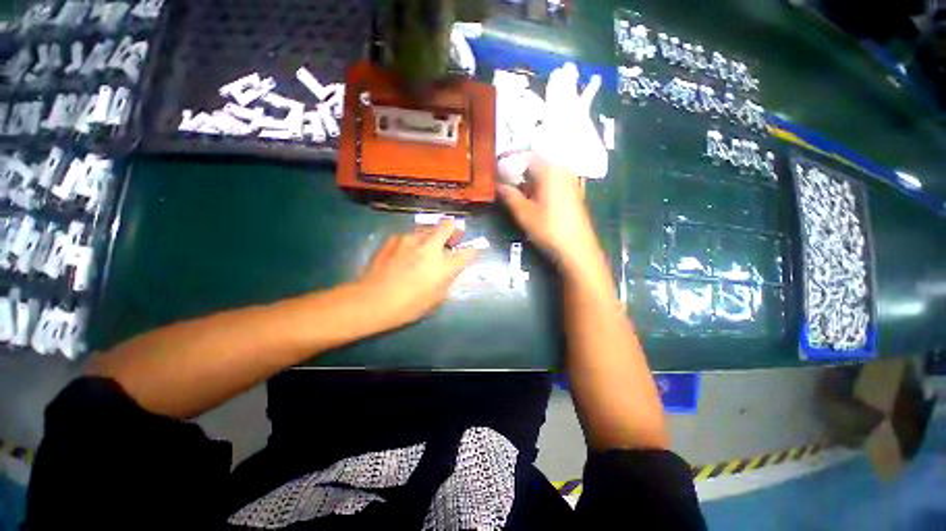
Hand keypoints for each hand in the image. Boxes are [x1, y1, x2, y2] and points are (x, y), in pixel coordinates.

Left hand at [357, 220, 477, 328]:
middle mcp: (430, 247)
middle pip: (448, 226)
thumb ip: (448, 279)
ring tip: (426, 248)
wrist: (372, 300)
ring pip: (428, 229)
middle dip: (454, 229)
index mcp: (444, 266)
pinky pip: (411, 236)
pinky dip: (414, 242)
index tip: (472, 251)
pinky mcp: (395, 238)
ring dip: (432, 236)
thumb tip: (451, 268)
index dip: (472, 251)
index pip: (468, 252)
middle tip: (453, 236)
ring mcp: (411, 240)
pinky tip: (406, 253)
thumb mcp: (436, 298)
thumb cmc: (408, 306)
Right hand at [499, 155, 605, 279]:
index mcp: (550, 170)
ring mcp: (570, 180)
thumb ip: (509, 195)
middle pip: (536, 162)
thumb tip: (498, 184)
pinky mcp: (573, 190)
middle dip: (518, 171)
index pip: (525, 155)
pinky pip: (552, 180)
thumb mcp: (524, 213)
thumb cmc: (549, 230)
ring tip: (515, 192)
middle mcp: (562, 169)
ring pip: (544, 172)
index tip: (495, 170)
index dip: (508, 160)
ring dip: (528, 179)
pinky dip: (539, 185)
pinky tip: (532, 199)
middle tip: (503, 182)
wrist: (577, 249)